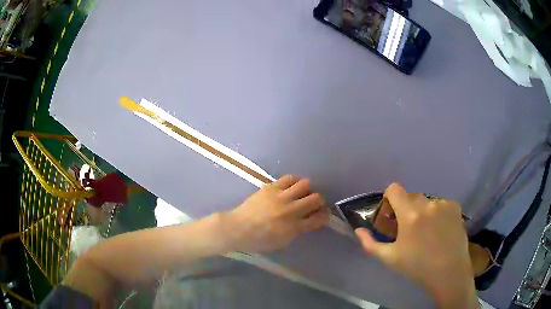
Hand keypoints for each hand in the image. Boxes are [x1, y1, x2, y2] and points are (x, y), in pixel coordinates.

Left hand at [223, 175, 328, 252]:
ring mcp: (281, 197)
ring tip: (302, 193)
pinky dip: (294, 182)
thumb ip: (297, 231)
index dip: (325, 215)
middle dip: (320, 201)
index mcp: (294, 227)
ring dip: (307, 189)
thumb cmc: (259, 241)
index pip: (319, 218)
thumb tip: (306, 220)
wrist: (238, 228)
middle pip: (316, 199)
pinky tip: (292, 186)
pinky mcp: (271, 187)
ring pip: (305, 184)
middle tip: (315, 203)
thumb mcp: (282, 242)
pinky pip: (289, 178)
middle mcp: (291, 210)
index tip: (324, 213)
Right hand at [356, 184, 477, 308]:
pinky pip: (441, 204)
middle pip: (411, 196)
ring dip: (424, 212)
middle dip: (407, 209)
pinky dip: (438, 213)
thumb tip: (359, 230)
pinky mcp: (455, 207)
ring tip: (428, 232)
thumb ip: (371, 243)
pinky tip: (441, 229)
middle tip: (410, 229)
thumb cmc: (417, 267)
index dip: (390, 198)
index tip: (392, 214)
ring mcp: (443, 204)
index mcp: (409, 214)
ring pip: (427, 201)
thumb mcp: (390, 258)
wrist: (448, 272)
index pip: (394, 189)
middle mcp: (427, 204)